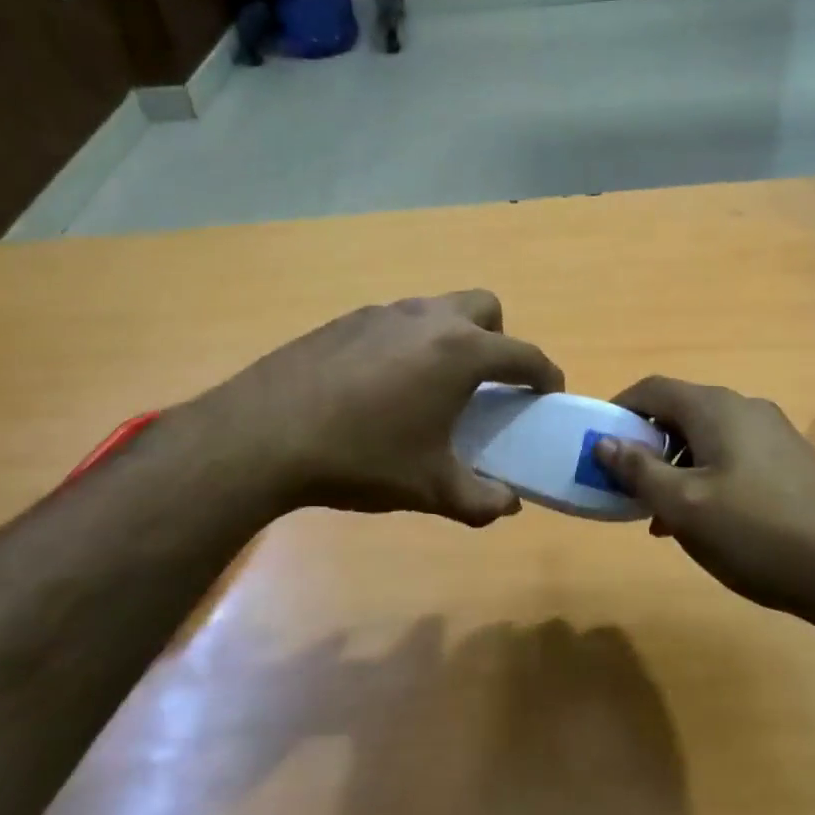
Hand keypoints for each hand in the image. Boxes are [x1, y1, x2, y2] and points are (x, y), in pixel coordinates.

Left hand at [191, 290, 563, 526]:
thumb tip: (508, 505)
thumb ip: (480, 499)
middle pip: (485, 308)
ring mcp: (384, 313)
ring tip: (432, 387)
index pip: (524, 354)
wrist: (265, 435)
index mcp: (461, 352)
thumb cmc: (363, 457)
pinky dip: (408, 344)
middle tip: (486, 383)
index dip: (545, 375)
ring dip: (451, 339)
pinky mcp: (347, 320)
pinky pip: (397, 322)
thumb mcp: (430, 487)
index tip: (548, 393)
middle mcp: (429, 319)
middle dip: (499, 339)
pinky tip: (382, 387)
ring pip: (437, 310)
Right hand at [593, 377, 814, 618]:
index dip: (618, 410)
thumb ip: (638, 470)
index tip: (596, 444)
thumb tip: (603, 442)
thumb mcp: (683, 506)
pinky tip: (703, 521)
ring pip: (705, 439)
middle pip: (679, 413)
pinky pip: (732, 457)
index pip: (652, 389)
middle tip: (625, 485)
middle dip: (645, 445)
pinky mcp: (790, 462)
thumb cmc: (756, 533)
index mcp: (715, 408)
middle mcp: (745, 409)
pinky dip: (705, 477)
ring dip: (674, 467)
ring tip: (659, 514)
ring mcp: (773, 434)